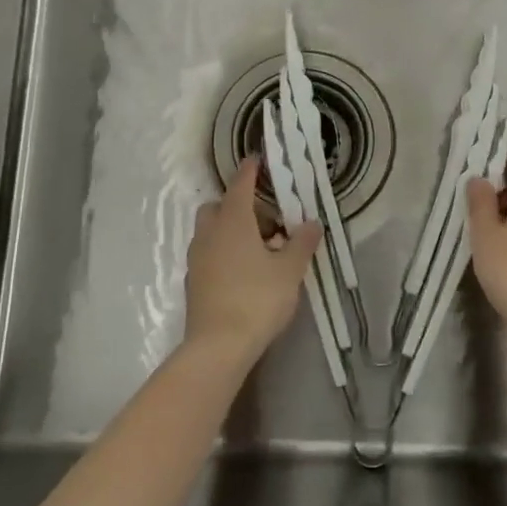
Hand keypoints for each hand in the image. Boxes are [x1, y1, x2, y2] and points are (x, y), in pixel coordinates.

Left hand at [185, 156, 322, 361]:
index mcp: (233, 222)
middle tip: (268, 221)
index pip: (240, 185)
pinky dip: (225, 252)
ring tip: (262, 249)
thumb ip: (301, 243)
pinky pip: (209, 253)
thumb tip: (312, 223)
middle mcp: (209, 234)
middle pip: (219, 207)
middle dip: (240, 206)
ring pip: (212, 231)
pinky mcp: (194, 282)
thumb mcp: (289, 270)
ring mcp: (197, 258)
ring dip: (233, 231)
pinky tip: (246, 272)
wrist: (217, 346)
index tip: (257, 159)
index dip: (250, 170)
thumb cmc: (257, 299)